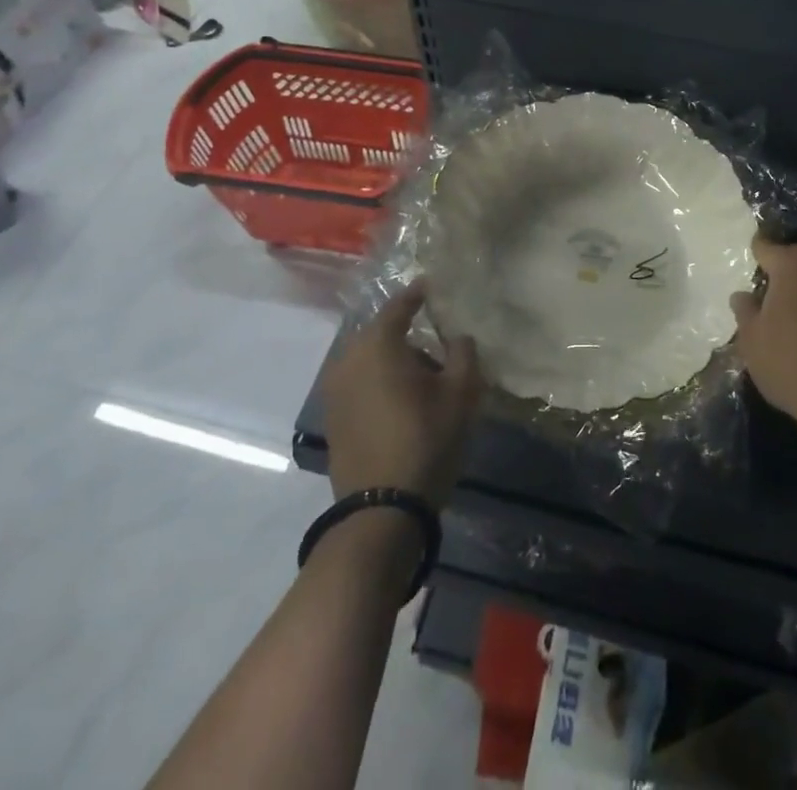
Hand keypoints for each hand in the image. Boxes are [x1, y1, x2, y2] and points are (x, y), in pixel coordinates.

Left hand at [323, 283, 482, 506]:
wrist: (381, 510)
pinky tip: (403, 399)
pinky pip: (361, 382)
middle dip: (408, 332)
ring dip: (394, 360)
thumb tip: (458, 336)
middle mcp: (349, 358)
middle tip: (438, 339)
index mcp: (378, 344)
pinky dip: (380, 381)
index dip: (418, 293)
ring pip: (370, 360)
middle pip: (382, 333)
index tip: (433, 284)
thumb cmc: (425, 440)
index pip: (400, 305)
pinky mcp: (334, 417)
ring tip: (424, 375)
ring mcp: (335, 390)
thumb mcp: (460, 394)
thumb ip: (463, 353)